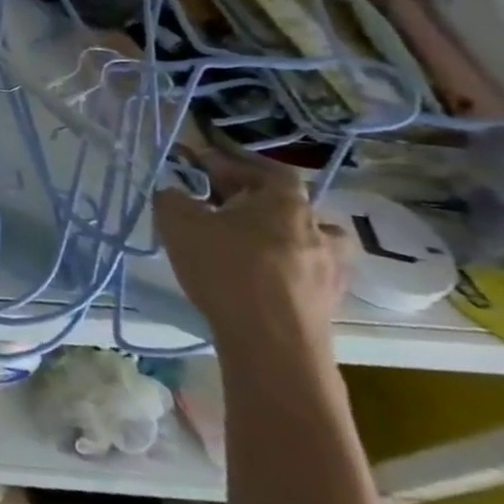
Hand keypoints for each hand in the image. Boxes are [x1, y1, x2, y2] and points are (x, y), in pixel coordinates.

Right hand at [155, 147, 350, 357]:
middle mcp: (317, 227)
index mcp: (285, 201)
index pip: (264, 168)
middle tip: (218, 203)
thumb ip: (172, 198)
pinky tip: (258, 273)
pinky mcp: (330, 297)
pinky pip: (305, 267)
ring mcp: (331, 265)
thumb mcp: (178, 223)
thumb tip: (175, 192)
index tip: (201, 162)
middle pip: (286, 202)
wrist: (273, 341)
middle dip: (251, 198)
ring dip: (277, 232)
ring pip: (304, 236)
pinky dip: (283, 263)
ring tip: (246, 240)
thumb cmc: (227, 269)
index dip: (232, 162)